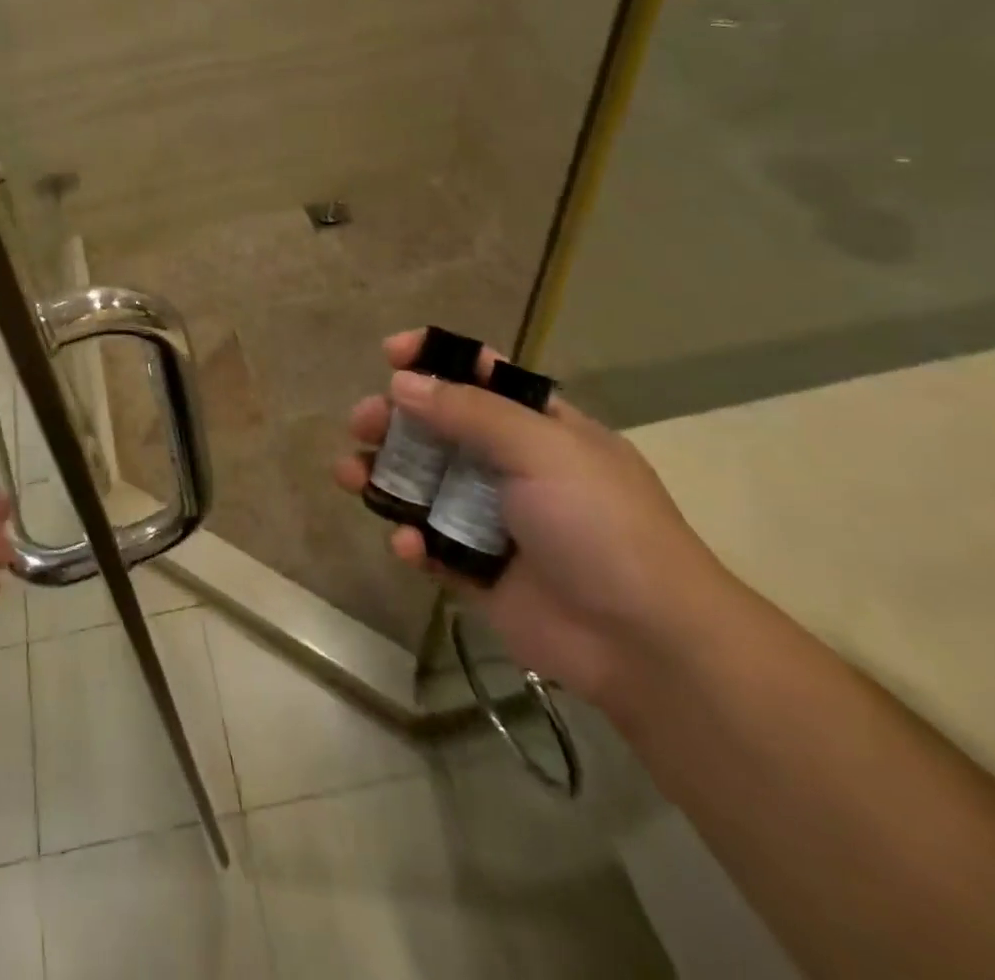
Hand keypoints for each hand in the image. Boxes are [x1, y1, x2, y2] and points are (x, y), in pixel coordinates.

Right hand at [333, 331, 728, 710]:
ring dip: (384, 477)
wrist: (645, 641)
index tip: (388, 353)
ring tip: (349, 475)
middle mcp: (511, 466)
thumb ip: (469, 411)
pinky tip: (408, 546)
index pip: (481, 376)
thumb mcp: (541, 448)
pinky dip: (411, 540)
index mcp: (538, 426)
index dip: (435, 359)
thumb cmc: (600, 524)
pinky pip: (429, 544)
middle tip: (361, 424)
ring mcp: (492, 519)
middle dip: (395, 421)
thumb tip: (402, 383)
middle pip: (439, 429)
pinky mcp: (476, 569)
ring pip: (422, 486)